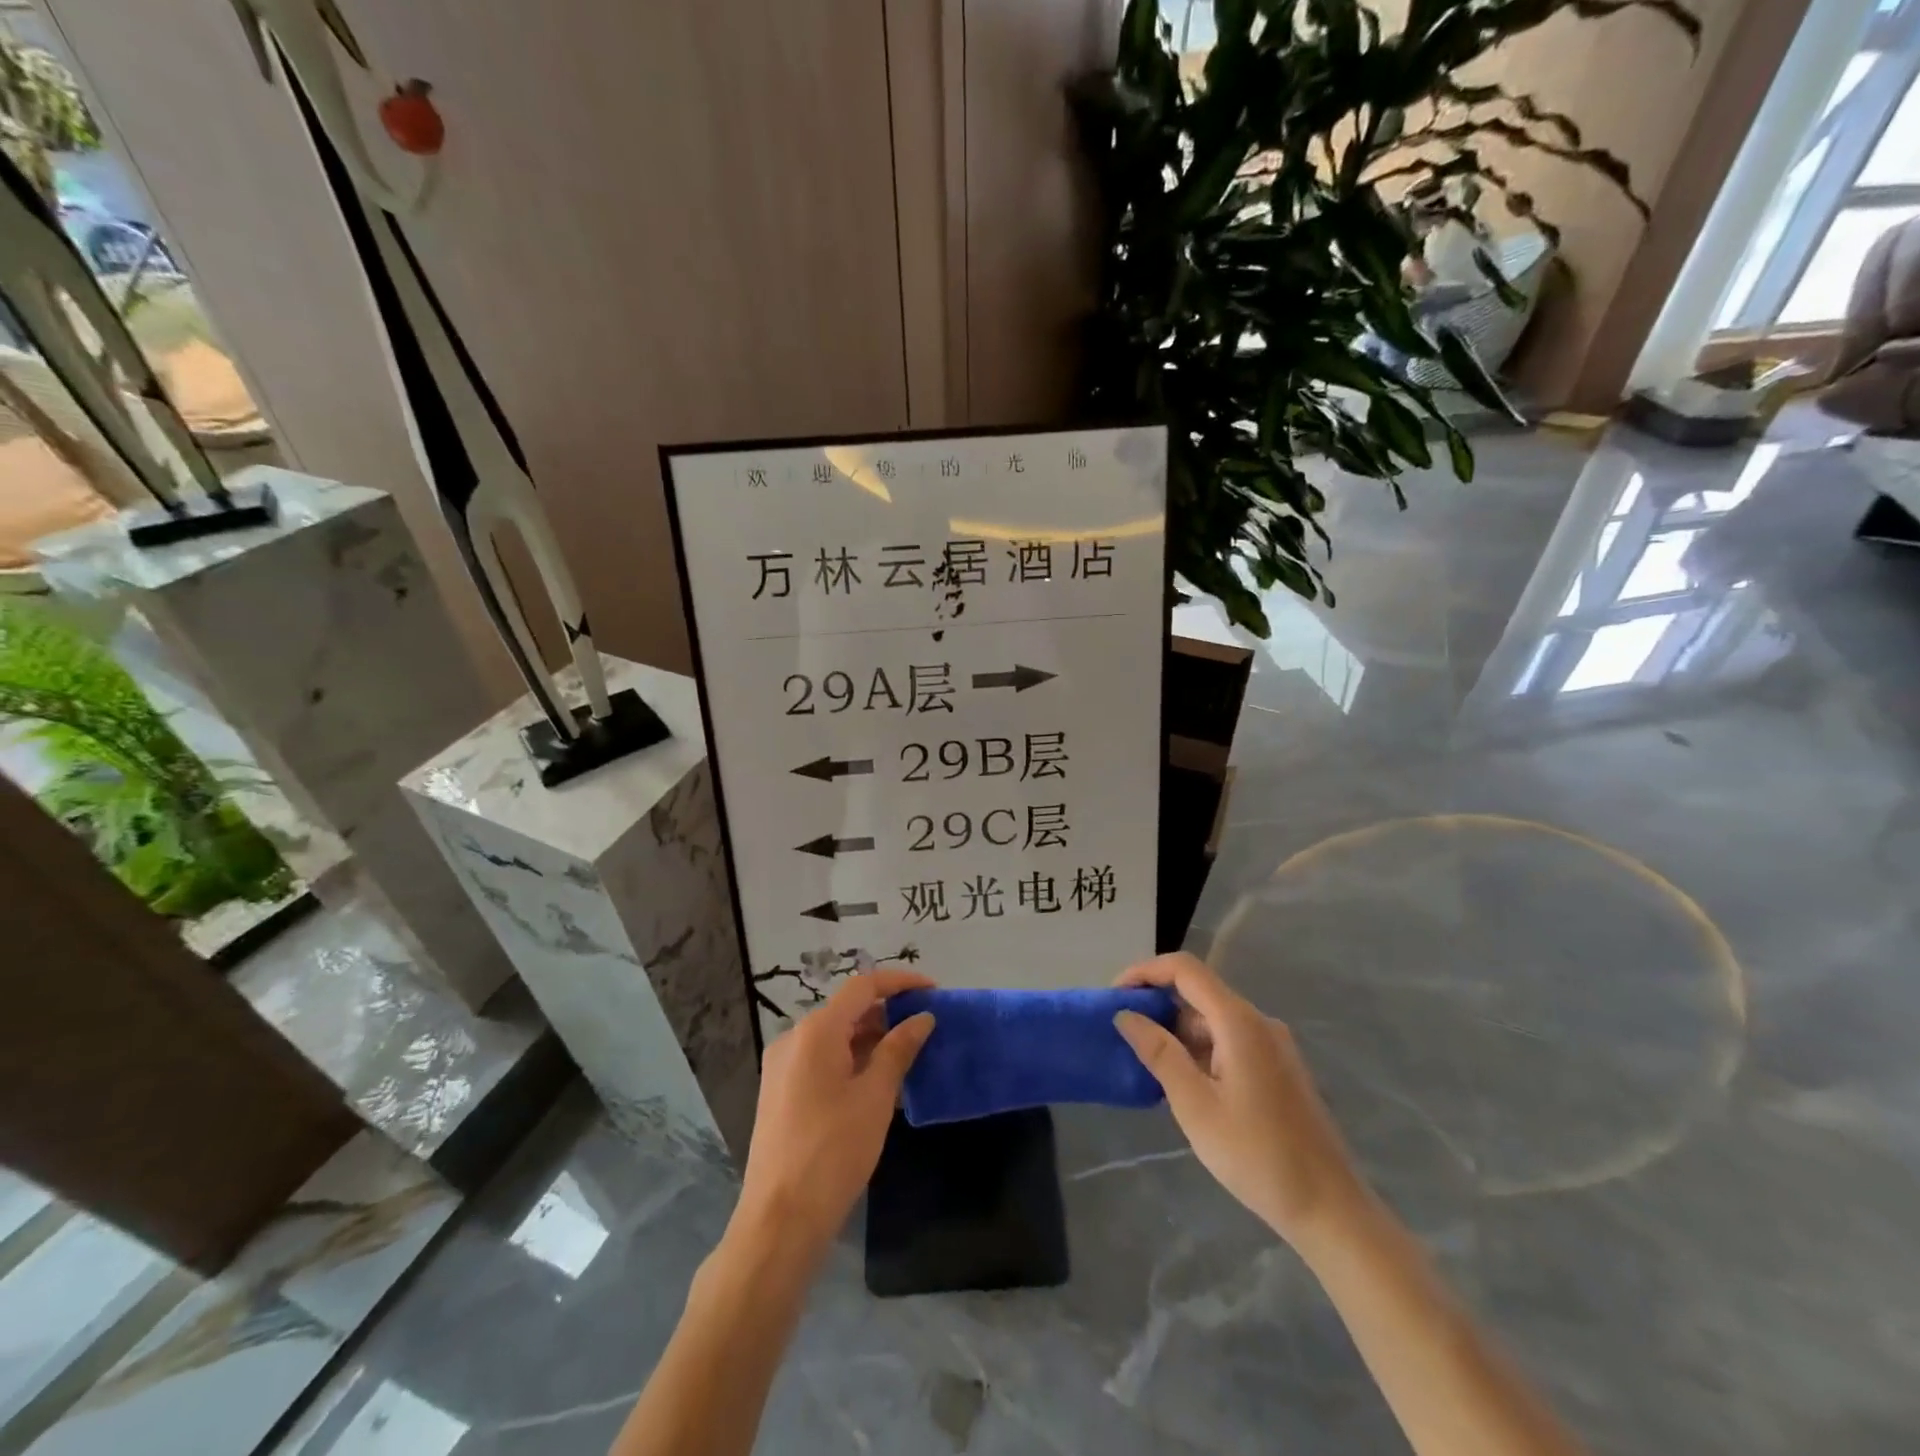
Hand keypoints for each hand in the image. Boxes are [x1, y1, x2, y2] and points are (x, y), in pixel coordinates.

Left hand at [733, 970, 935, 1257]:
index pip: (863, 987)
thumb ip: (899, 1049)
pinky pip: (822, 1061)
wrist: (779, 1221)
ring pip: (834, 1037)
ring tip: (908, 1054)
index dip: (899, 983)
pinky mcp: (781, 1093)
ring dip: (871, 1039)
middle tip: (926, 1026)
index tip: (933, 990)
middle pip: (847, 1010)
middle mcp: (794, 1039)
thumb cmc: (833, 1152)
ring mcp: (783, 1067)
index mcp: (816, 1031)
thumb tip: (923, 1017)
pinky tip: (878, 1082)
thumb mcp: (875, 1097)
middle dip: (887, 1013)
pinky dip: (852, 1060)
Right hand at [1114, 952, 1364, 1247]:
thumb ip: (1159, 1053)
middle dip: (1157, 1004)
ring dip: (1177, 1031)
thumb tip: (1125, 1015)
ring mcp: (1272, 1045)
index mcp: (1238, 1021)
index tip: (1115, 995)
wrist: (1330, 1209)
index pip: (1185, 969)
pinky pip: (1230, 1040)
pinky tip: (1184, 1082)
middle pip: (1199, 991)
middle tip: (1124, 1033)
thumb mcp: (1195, 1105)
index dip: (1145, 971)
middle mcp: (1258, 1021)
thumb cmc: (1256, 1155)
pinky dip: (1200, 1048)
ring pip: (1213, 1019)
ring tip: (1147, 1063)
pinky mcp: (1278, 1067)